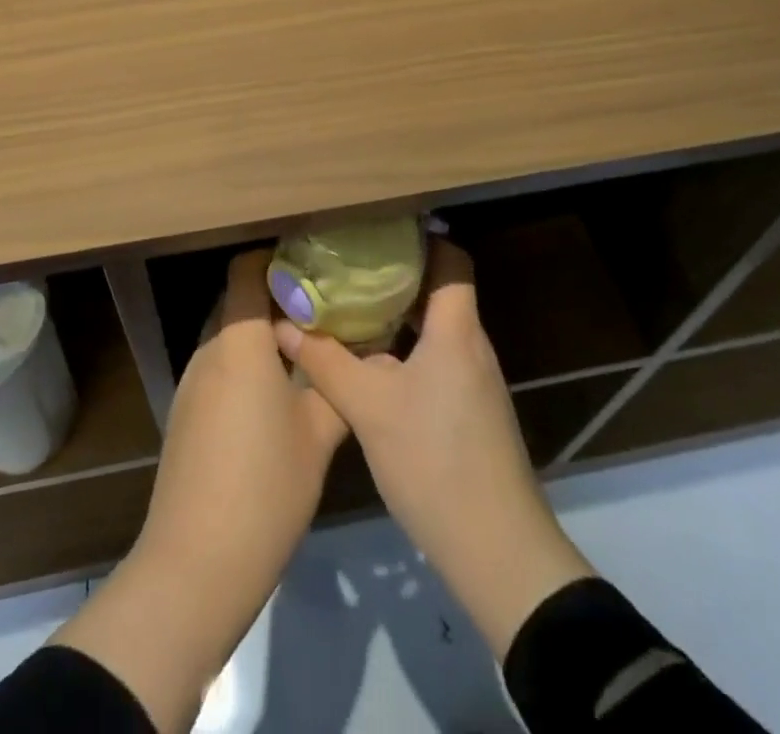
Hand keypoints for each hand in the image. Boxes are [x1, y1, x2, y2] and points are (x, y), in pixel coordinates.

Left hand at [56, 250, 346, 730]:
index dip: (274, 259)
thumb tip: (367, 356)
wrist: (196, 564)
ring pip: (226, 336)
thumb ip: (338, 387)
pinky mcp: (184, 414)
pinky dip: (242, 365)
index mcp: (239, 343)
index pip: (245, 272)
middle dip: (273, 298)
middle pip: (236, 302)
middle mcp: (208, 351)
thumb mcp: (317, 437)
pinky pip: (216, 368)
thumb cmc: (265, 488)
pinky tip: (272, 395)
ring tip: (303, 348)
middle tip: (319, 307)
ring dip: (258, 335)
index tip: (311, 266)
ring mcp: (190, 384)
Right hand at [275, 239, 593, 657]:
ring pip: (433, 327)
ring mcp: (473, 379)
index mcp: (455, 329)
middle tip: (346, 263)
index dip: (420, 238)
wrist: (497, 550)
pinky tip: (367, 360)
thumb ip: (325, 361)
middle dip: (394, 274)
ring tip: (348, 303)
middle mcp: (470, 345)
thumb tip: (282, 324)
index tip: (376, 228)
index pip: (451, 259)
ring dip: (396, 313)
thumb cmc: (434, 460)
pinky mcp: (469, 410)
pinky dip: (403, 348)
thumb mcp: (368, 407)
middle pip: (438, 290)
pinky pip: (435, 357)